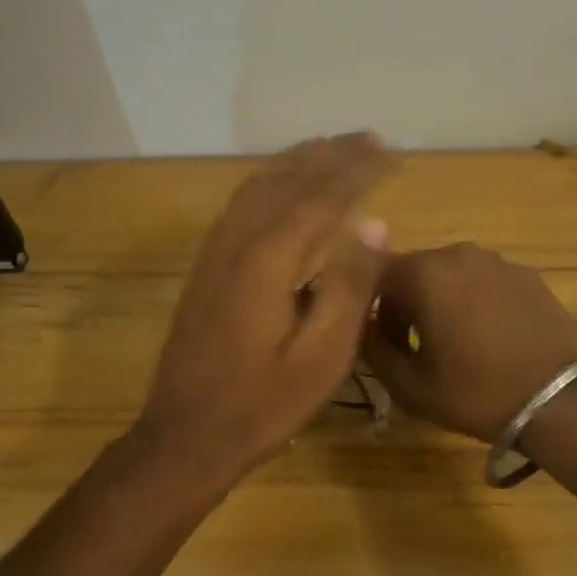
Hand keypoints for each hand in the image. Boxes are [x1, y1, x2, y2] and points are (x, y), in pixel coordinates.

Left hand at [137, 134, 390, 480]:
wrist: (186, 437)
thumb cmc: (263, 405)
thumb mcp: (321, 358)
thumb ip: (349, 288)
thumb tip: (374, 224)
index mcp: (268, 261)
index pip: (321, 198)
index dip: (357, 171)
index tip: (390, 152)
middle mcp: (236, 244)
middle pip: (286, 182)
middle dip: (329, 156)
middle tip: (368, 138)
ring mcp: (214, 255)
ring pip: (256, 188)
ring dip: (295, 163)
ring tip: (328, 147)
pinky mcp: (204, 271)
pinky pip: (238, 207)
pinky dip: (266, 183)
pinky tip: (279, 188)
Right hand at [360, 244, 576, 442]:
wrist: (561, 401)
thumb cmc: (477, 393)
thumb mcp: (410, 386)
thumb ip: (374, 350)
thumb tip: (364, 329)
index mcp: (425, 274)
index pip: (375, 276)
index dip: (369, 309)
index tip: (382, 343)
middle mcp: (459, 254)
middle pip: (413, 271)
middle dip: (404, 304)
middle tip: (413, 347)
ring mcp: (497, 262)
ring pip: (449, 275)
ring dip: (439, 301)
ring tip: (453, 343)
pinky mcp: (527, 275)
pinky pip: (483, 282)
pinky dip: (473, 302)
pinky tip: (488, 338)